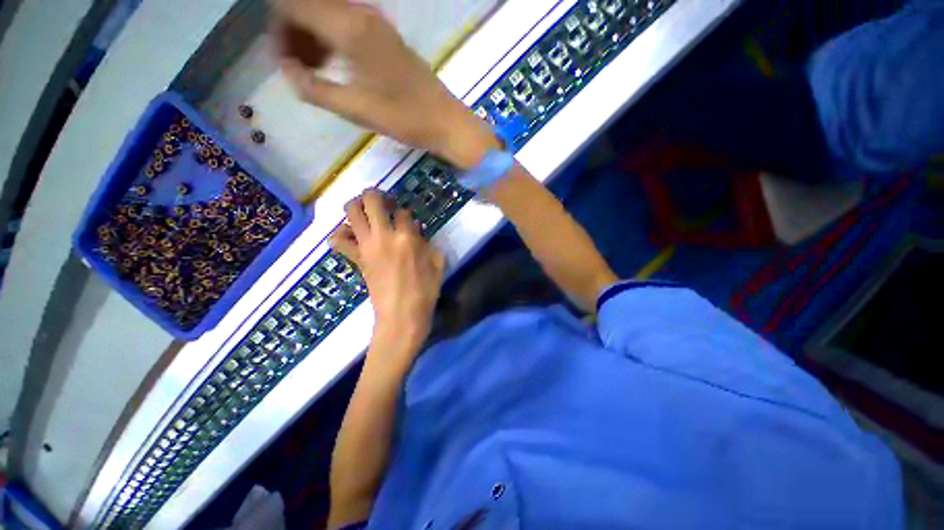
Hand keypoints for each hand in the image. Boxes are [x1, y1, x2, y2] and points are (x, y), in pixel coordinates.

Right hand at [272, 0, 500, 168]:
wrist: (445, 122)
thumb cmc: (405, 118)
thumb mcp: (356, 109)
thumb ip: (313, 88)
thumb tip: (287, 70)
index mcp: (350, 27)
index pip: (292, 5)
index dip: (278, 30)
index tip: (284, 63)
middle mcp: (361, 15)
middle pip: (309, 7)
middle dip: (294, 34)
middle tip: (299, 71)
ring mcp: (377, 24)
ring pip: (328, 15)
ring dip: (313, 39)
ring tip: (316, 74)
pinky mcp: (386, 37)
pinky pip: (347, 26)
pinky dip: (332, 42)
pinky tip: (336, 68)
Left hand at [330, 190, 444, 358]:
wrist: (402, 316)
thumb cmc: (425, 292)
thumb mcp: (437, 265)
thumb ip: (428, 243)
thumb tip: (416, 231)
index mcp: (407, 237)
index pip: (403, 212)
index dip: (405, 213)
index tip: (407, 220)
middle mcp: (384, 235)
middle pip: (372, 200)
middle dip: (376, 194)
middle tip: (383, 202)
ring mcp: (367, 246)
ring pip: (351, 212)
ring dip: (356, 205)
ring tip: (365, 211)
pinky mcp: (357, 259)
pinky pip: (339, 241)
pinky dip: (341, 234)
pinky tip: (351, 236)